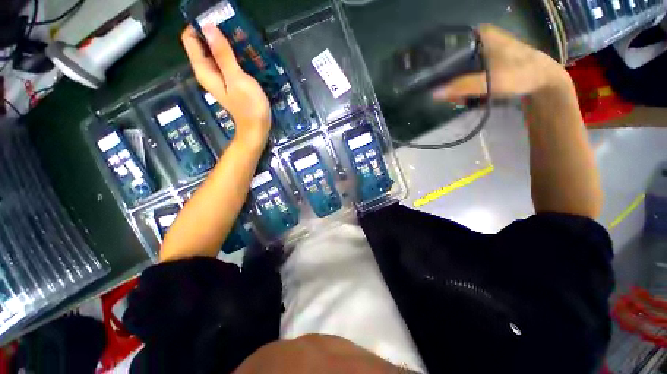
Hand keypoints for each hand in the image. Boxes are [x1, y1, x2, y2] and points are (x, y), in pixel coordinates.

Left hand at [181, 25, 270, 148]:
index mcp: (204, 70)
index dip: (200, 26)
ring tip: (242, 38)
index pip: (190, 39)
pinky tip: (245, 53)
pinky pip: (226, 61)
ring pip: (215, 52)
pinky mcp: (230, 81)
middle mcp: (208, 71)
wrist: (257, 127)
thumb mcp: (237, 79)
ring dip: (226, 43)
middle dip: (215, 33)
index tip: (218, 21)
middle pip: (203, 44)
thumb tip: (208, 28)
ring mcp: (219, 77)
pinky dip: (233, 54)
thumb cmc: (248, 106)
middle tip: (234, 28)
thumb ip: (223, 54)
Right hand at [432, 25, 570, 101]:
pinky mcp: (486, 63)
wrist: (543, 81)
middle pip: (453, 62)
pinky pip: (467, 74)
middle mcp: (479, 41)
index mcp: (479, 36)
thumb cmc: (520, 74)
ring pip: (459, 70)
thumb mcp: (490, 82)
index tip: (434, 82)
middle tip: (451, 97)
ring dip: (457, 87)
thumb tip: (434, 94)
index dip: (438, 65)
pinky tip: (467, 96)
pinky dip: (465, 86)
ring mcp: (483, 52)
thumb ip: (461, 87)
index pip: (448, 47)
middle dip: (449, 82)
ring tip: (460, 100)